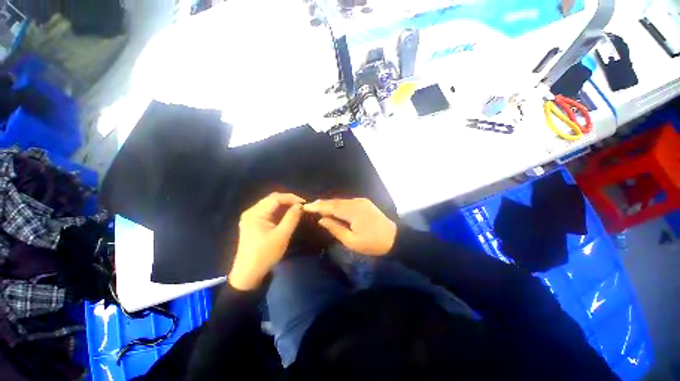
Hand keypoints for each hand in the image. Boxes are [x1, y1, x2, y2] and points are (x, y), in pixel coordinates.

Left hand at [229, 193, 305, 290]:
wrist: (249, 274)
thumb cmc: (265, 254)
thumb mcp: (282, 235)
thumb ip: (292, 218)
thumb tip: (300, 205)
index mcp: (255, 213)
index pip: (276, 198)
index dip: (291, 198)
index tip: (304, 203)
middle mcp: (252, 211)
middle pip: (272, 199)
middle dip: (288, 201)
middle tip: (301, 206)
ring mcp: (252, 217)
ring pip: (271, 205)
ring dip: (285, 206)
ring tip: (297, 210)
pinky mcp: (254, 223)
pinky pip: (269, 212)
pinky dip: (280, 212)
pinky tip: (288, 216)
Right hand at [303, 198, 396, 255]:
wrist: (394, 237)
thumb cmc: (372, 243)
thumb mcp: (352, 241)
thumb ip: (335, 229)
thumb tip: (322, 219)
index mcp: (352, 212)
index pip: (331, 207)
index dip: (318, 206)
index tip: (306, 207)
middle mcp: (356, 203)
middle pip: (335, 201)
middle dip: (322, 203)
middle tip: (310, 206)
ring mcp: (361, 201)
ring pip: (341, 200)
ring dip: (329, 203)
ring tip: (318, 206)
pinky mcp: (364, 202)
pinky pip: (347, 201)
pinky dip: (338, 204)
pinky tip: (333, 207)